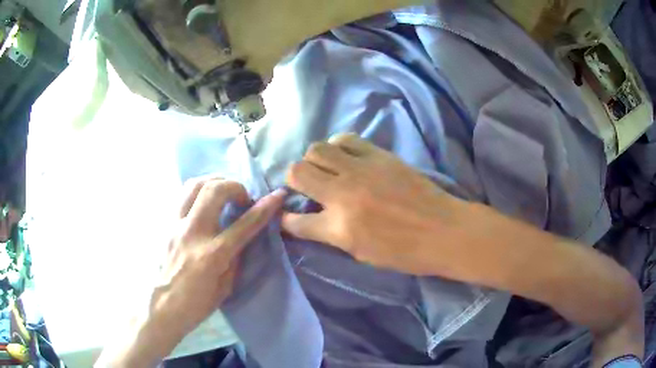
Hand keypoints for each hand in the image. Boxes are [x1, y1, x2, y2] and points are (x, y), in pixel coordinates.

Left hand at [97, 178, 285, 366]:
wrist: (163, 306)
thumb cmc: (197, 303)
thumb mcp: (226, 286)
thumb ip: (235, 257)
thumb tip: (241, 236)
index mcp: (213, 254)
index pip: (245, 223)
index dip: (265, 207)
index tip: (278, 195)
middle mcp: (193, 232)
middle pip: (214, 190)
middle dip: (235, 186)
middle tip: (242, 198)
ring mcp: (176, 225)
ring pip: (194, 185)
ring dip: (214, 182)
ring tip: (222, 192)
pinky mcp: (166, 224)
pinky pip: (183, 196)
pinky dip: (198, 192)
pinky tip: (204, 202)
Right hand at [282, 133, 463, 275]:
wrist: (444, 230)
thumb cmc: (405, 252)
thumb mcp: (362, 254)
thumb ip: (332, 234)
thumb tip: (313, 218)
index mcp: (339, 228)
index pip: (295, 221)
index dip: (286, 219)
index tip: (288, 216)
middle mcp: (343, 194)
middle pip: (297, 172)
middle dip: (294, 180)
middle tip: (306, 187)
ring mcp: (360, 170)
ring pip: (316, 149)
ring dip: (314, 160)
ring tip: (326, 169)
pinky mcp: (378, 155)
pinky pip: (345, 139)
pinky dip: (338, 147)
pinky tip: (346, 157)